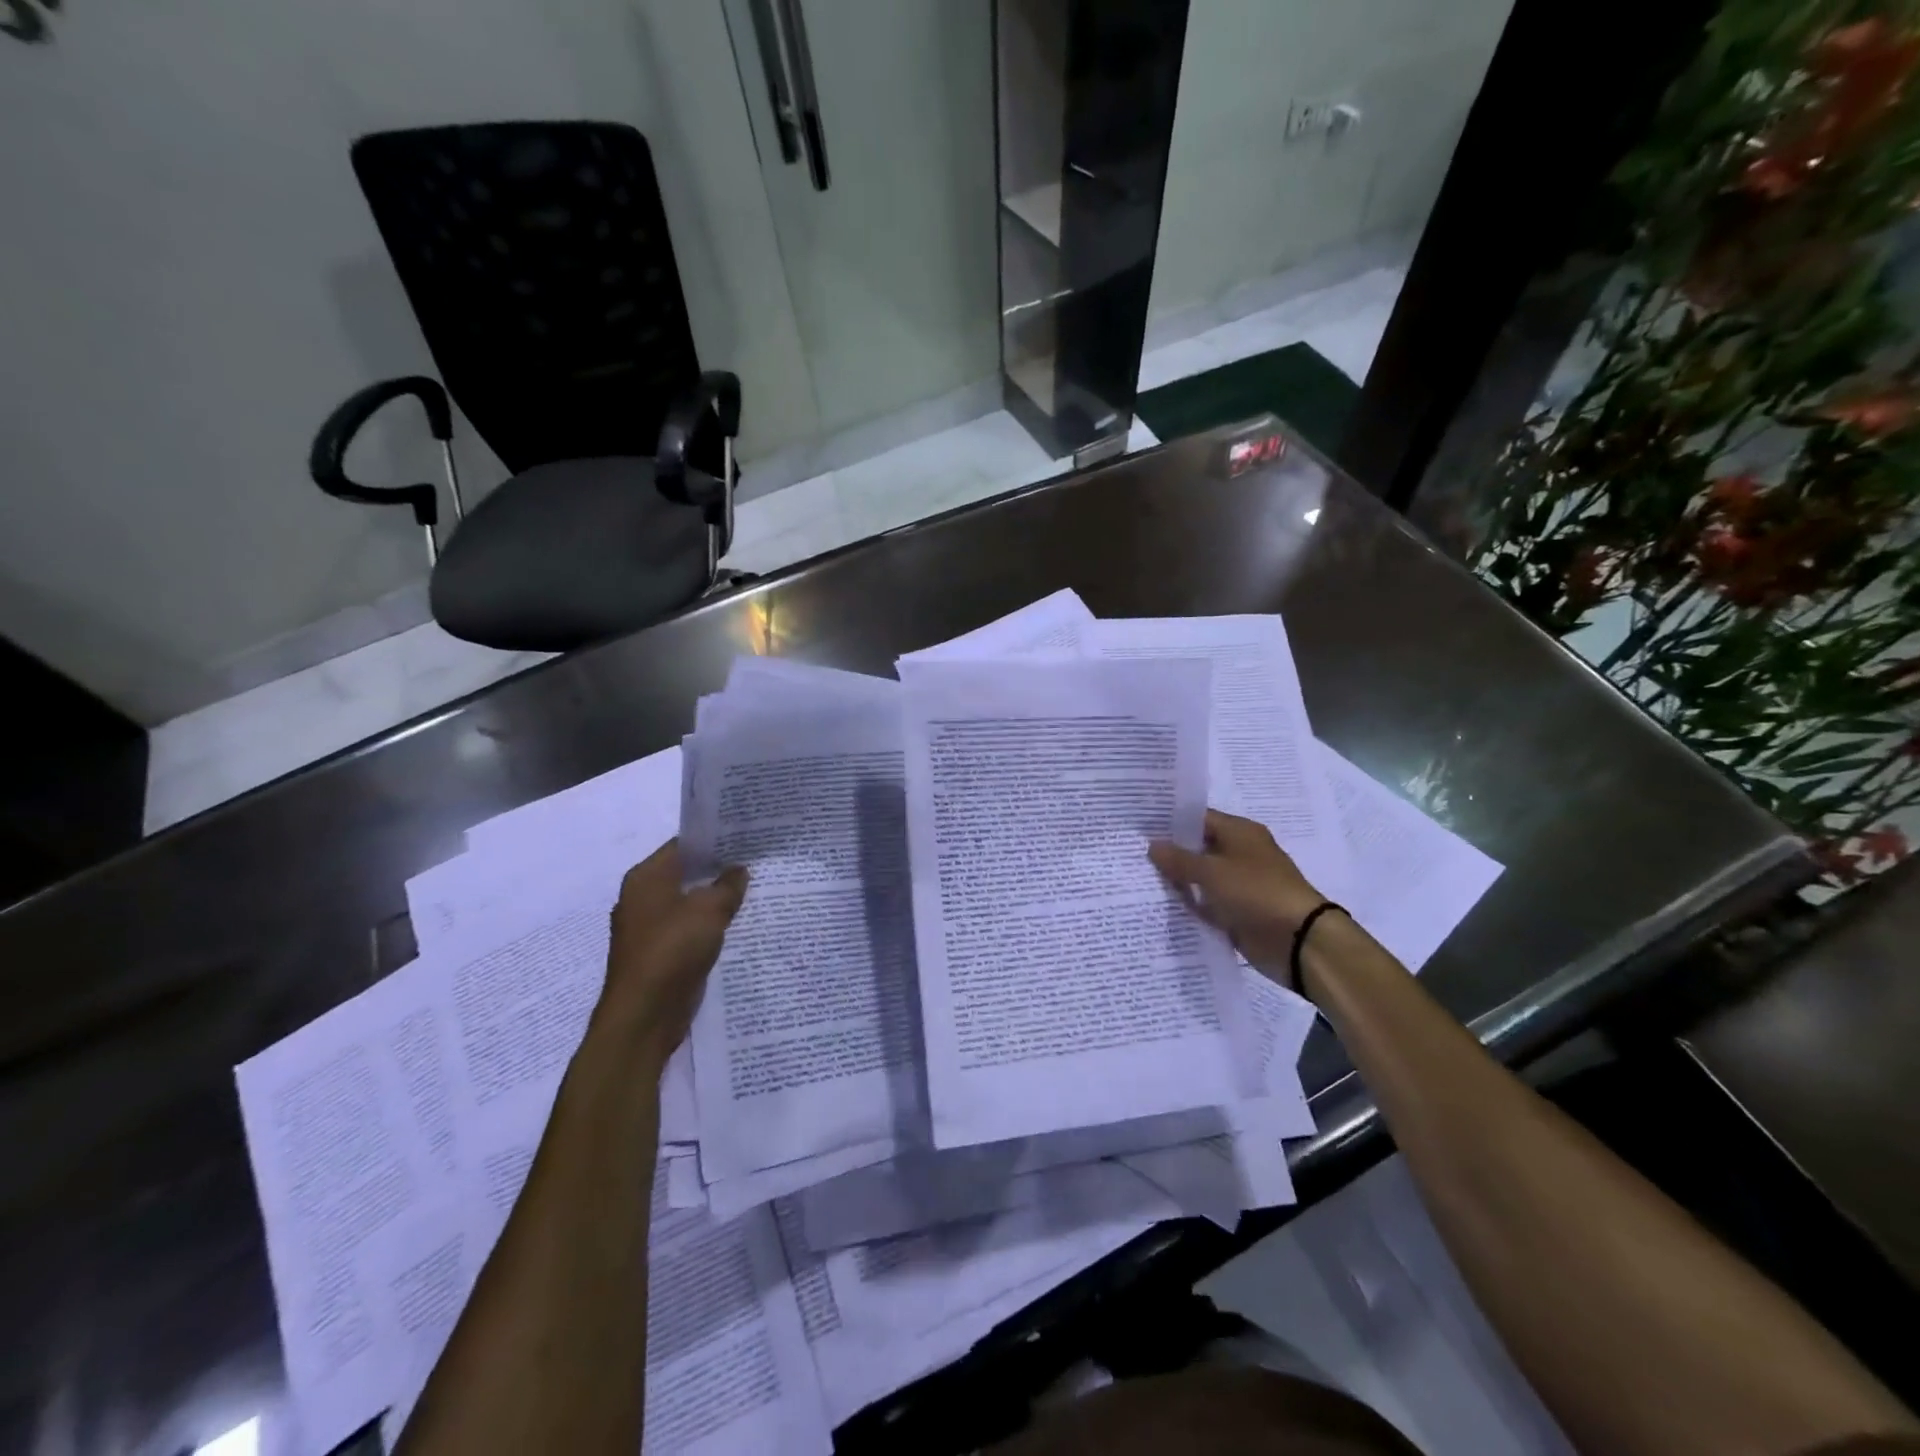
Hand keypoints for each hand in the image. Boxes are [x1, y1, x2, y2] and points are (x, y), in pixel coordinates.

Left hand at [592, 840, 747, 1068]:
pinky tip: (736, 924)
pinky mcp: (659, 954)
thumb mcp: (709, 910)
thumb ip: (727, 886)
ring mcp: (649, 928)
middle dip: (717, 869)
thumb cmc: (672, 950)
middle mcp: (642, 898)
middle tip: (755, 861)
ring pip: (688, 903)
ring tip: (752, 890)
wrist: (644, 1015)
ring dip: (714, 899)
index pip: (682, 845)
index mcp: (646, 878)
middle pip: (685, 873)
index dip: (713, 839)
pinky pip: (688, 929)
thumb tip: (738, 870)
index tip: (745, 836)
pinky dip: (708, 925)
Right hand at [1149, 809, 1326, 987]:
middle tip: (1132, 854)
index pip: (1199, 819)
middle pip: (1198, 849)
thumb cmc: (1256, 892)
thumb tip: (1153, 845)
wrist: (1298, 940)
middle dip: (1170, 854)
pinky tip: (1161, 907)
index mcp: (1240, 833)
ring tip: (1139, 880)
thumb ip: (1179, 859)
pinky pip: (1207, 905)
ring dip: (1178, 882)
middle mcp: (1240, 854)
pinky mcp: (1238, 912)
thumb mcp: (1211, 872)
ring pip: (1201, 879)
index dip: (1170, 822)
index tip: (1140, 827)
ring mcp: (1240, 885)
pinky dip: (1190, 906)